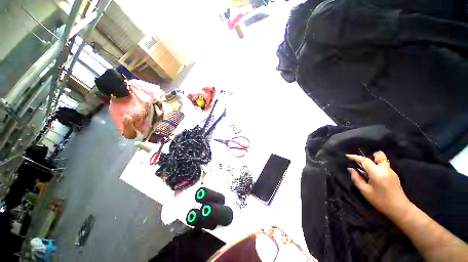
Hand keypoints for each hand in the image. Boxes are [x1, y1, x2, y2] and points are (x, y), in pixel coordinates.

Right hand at [346, 151, 410, 215]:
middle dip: (369, 156)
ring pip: (382, 160)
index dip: (355, 157)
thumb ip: (356, 178)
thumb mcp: (365, 191)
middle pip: (378, 155)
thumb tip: (350, 169)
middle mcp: (385, 169)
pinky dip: (377, 166)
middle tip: (362, 164)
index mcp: (377, 173)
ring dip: (373, 161)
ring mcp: (391, 171)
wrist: (399, 209)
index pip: (365, 160)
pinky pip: (384, 165)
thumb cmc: (380, 200)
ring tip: (367, 170)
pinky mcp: (394, 174)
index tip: (347, 156)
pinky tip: (373, 175)